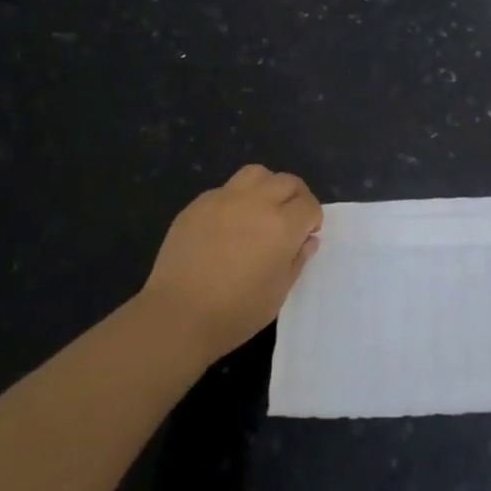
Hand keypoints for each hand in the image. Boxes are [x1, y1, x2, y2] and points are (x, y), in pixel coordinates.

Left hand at [140, 165, 322, 366]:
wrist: (178, 316)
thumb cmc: (235, 313)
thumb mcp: (278, 293)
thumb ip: (297, 260)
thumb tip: (307, 240)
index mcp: (282, 226)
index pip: (309, 205)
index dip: (312, 219)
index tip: (305, 235)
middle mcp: (256, 203)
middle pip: (287, 182)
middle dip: (296, 197)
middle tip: (289, 219)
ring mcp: (224, 199)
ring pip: (256, 174)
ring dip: (267, 187)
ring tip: (260, 210)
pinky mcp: (198, 204)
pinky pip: (225, 189)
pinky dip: (236, 199)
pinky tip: (227, 224)